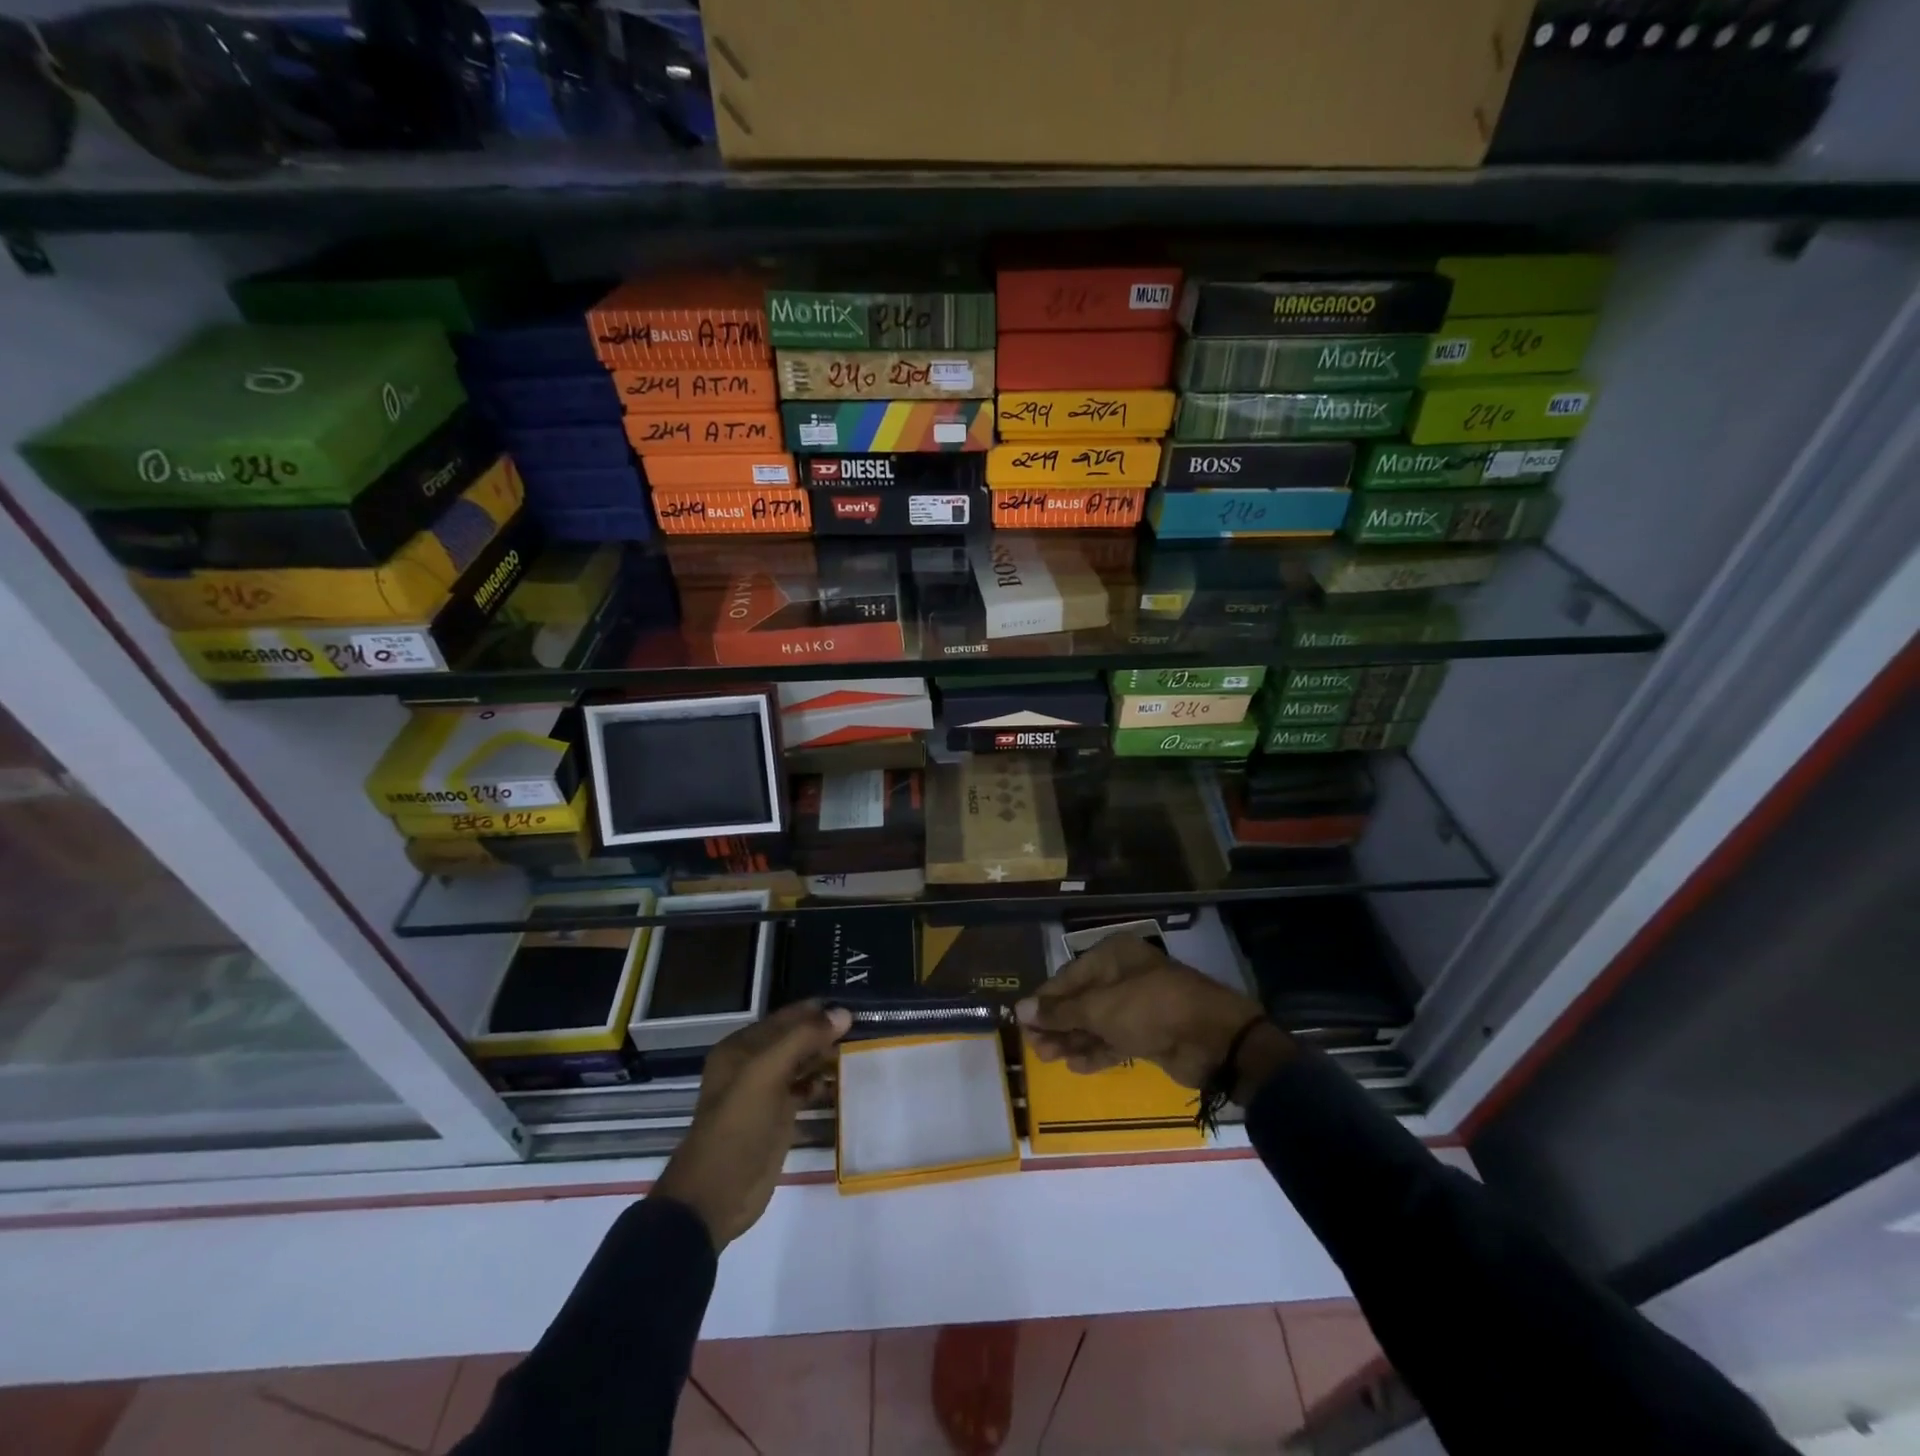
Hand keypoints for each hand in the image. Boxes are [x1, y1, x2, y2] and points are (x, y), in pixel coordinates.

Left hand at [651, 1000, 850, 1250]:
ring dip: (825, 1057)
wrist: (716, 1195)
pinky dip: (821, 1085)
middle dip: (824, 1033)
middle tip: (862, 1029)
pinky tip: (840, 1083)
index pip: (785, 1018)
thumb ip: (803, 1039)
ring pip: (801, 1064)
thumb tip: (844, 1013)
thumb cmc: (737, 1126)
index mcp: (741, 1048)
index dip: (816, 1011)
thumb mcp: (765, 1073)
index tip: (853, 1007)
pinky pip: (804, 1091)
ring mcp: (766, 1092)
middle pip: (795, 1039)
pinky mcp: (778, 1118)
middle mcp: (752, 1065)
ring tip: (858, 1051)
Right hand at [1015, 933, 1286, 1095]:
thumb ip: (1060, 1012)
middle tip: (1034, 1047)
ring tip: (1047, 1059)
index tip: (1022, 1021)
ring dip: (1072, 1040)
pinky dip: (1096, 1052)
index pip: (1068, 976)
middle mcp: (1124, 977)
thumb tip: (1019, 1009)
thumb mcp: (1100, 1008)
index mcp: (1113, 956)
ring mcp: (1138, 1007)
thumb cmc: (1149, 1008)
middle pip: (1081, 1001)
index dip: (1045, 1000)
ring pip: (1096, 1023)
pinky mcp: (1149, 1035)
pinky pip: (1115, 1041)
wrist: (1212, 1040)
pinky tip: (1075, 1066)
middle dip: (1057, 1024)